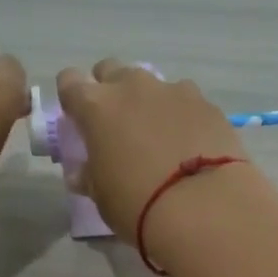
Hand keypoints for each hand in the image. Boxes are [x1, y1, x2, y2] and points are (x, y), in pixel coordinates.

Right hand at [56, 60, 256, 253]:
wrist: (203, 206)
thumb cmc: (138, 205)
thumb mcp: (102, 197)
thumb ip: (90, 175)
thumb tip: (83, 172)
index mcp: (96, 106)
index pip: (70, 82)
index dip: (72, 98)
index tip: (80, 119)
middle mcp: (133, 87)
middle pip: (112, 70)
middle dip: (111, 90)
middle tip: (119, 124)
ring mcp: (173, 91)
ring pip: (152, 84)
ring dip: (150, 102)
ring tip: (161, 136)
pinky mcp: (207, 103)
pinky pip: (187, 100)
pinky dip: (183, 116)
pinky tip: (192, 143)